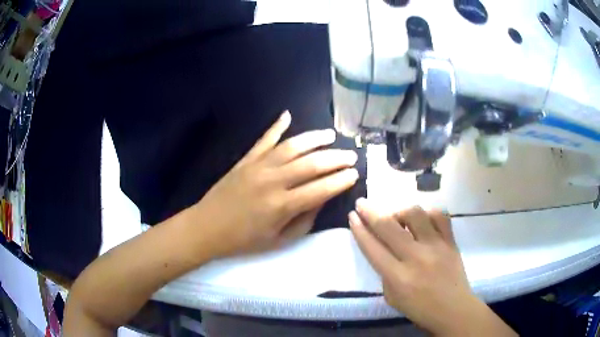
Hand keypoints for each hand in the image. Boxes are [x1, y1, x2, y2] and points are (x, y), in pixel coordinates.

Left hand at [193, 111, 358, 257]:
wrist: (207, 227)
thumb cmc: (244, 240)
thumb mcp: (279, 240)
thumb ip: (304, 220)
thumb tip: (322, 199)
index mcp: (282, 206)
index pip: (321, 189)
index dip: (341, 181)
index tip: (355, 174)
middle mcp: (273, 181)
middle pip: (312, 164)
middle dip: (336, 159)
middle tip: (351, 156)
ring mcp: (258, 166)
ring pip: (292, 146)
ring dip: (314, 139)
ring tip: (331, 135)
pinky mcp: (246, 159)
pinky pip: (265, 139)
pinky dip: (277, 126)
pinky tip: (288, 115)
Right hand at [349, 199, 515, 335]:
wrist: (453, 310)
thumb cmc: (420, 309)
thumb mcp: (392, 298)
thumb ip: (385, 274)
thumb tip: (383, 250)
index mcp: (398, 277)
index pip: (373, 247)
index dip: (359, 229)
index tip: (352, 216)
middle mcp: (416, 257)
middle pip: (389, 226)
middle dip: (370, 211)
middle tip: (362, 203)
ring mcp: (436, 246)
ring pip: (415, 214)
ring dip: (400, 211)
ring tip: (398, 218)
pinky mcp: (451, 241)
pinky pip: (439, 216)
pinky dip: (428, 213)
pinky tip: (423, 219)